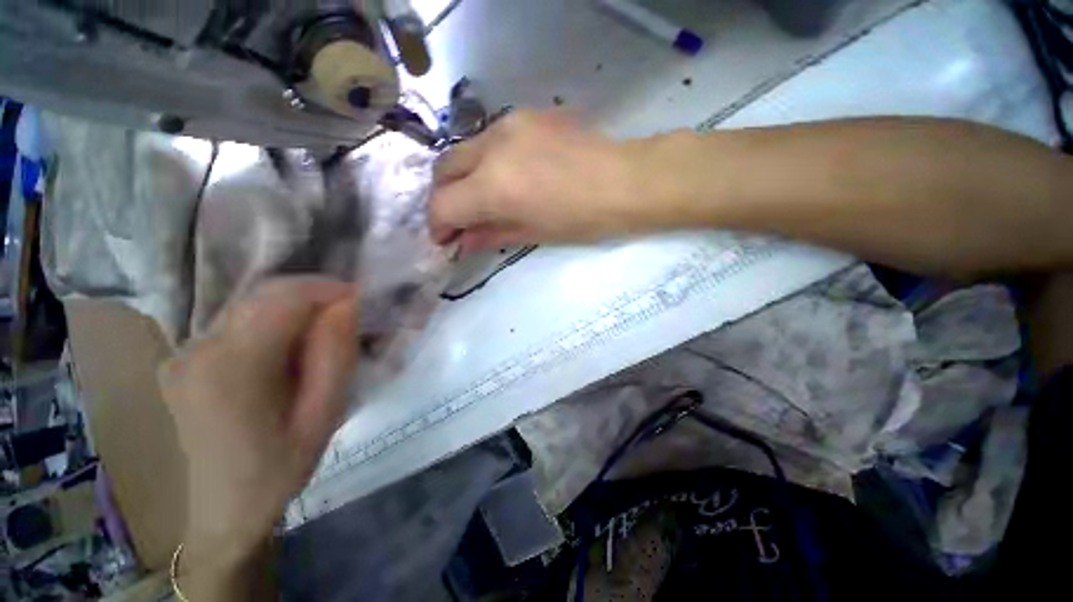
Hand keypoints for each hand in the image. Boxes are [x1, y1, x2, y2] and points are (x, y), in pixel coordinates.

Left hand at [159, 279, 357, 596]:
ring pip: (252, 306)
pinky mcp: (184, 357)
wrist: (223, 509)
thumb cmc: (279, 468)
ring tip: (322, 339)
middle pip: (264, 296)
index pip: (282, 298)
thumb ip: (336, 355)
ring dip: (295, 312)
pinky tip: (289, 352)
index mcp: (230, 368)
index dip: (327, 289)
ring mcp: (183, 352)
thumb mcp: (324, 414)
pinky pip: (239, 322)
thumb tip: (347, 305)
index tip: (360, 299)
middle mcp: (196, 349)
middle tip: (347, 320)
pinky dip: (274, 324)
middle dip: (314, 298)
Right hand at [429, 110, 666, 250]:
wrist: (626, 181)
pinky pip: (489, 140)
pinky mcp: (525, 115)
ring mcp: (508, 123)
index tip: (445, 239)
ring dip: (462, 178)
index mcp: (495, 186)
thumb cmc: (583, 219)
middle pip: (443, 170)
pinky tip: (505, 176)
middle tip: (458, 220)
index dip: (438, 226)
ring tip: (482, 199)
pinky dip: (485, 162)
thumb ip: (491, 234)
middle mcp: (492, 147)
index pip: (443, 205)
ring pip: (463, 150)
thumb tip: (463, 241)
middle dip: (444, 199)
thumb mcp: (533, 234)